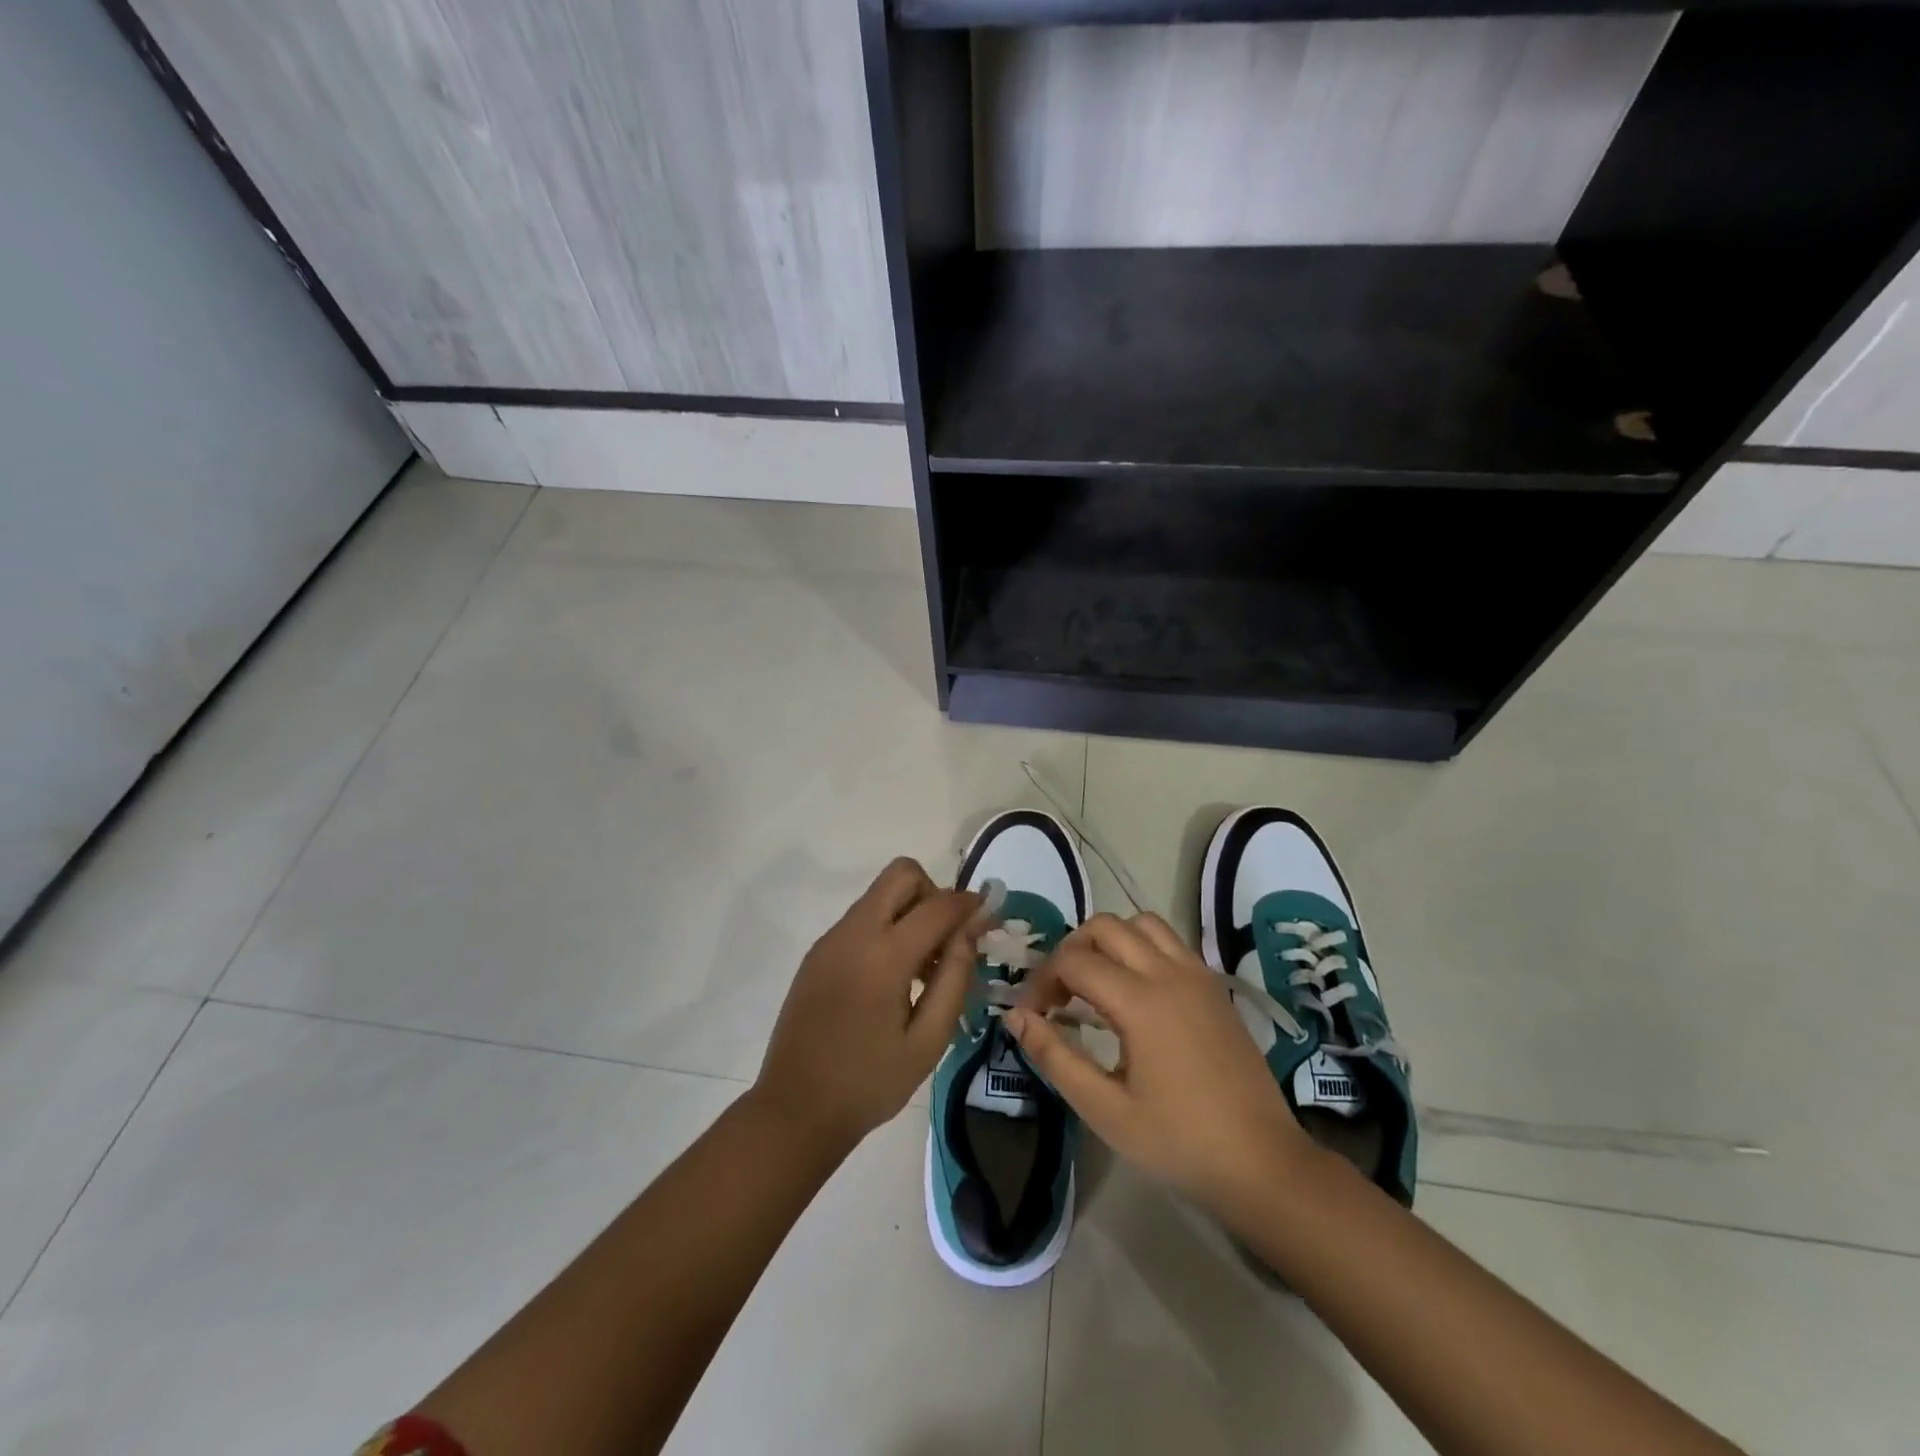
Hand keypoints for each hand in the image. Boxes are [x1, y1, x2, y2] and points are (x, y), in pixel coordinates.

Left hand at [755, 858, 979, 1152]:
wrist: (794, 1111)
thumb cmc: (869, 1083)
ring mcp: (830, 940)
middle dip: (933, 894)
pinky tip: (891, 980)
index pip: (938, 905)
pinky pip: (861, 919)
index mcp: (883, 956)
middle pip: (901, 874)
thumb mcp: (928, 1041)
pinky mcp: (817, 953)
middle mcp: (853, 934)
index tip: (987, 917)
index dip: (969, 904)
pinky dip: (886, 929)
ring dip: (909, 912)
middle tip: (946, 940)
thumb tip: (970, 932)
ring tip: (922, 970)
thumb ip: (954, 979)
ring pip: (879, 894)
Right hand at [1004, 912, 1313, 1206]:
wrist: (1262, 1163)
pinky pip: (1170, 941)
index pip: (1073, 960)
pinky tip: (1136, 991)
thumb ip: (1055, 1056)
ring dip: (1110, 940)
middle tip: (1060, 993)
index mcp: (1140, 1001)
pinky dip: (1142, 948)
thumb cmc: (1178, 1142)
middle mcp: (1169, 973)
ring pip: (1142, 924)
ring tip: (1096, 982)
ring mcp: (1197, 975)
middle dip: (1071, 950)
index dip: (1042, 980)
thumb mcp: (1105, 1109)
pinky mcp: (1214, 986)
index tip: (1032, 1013)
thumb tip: (1015, 1016)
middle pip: (1105, 926)